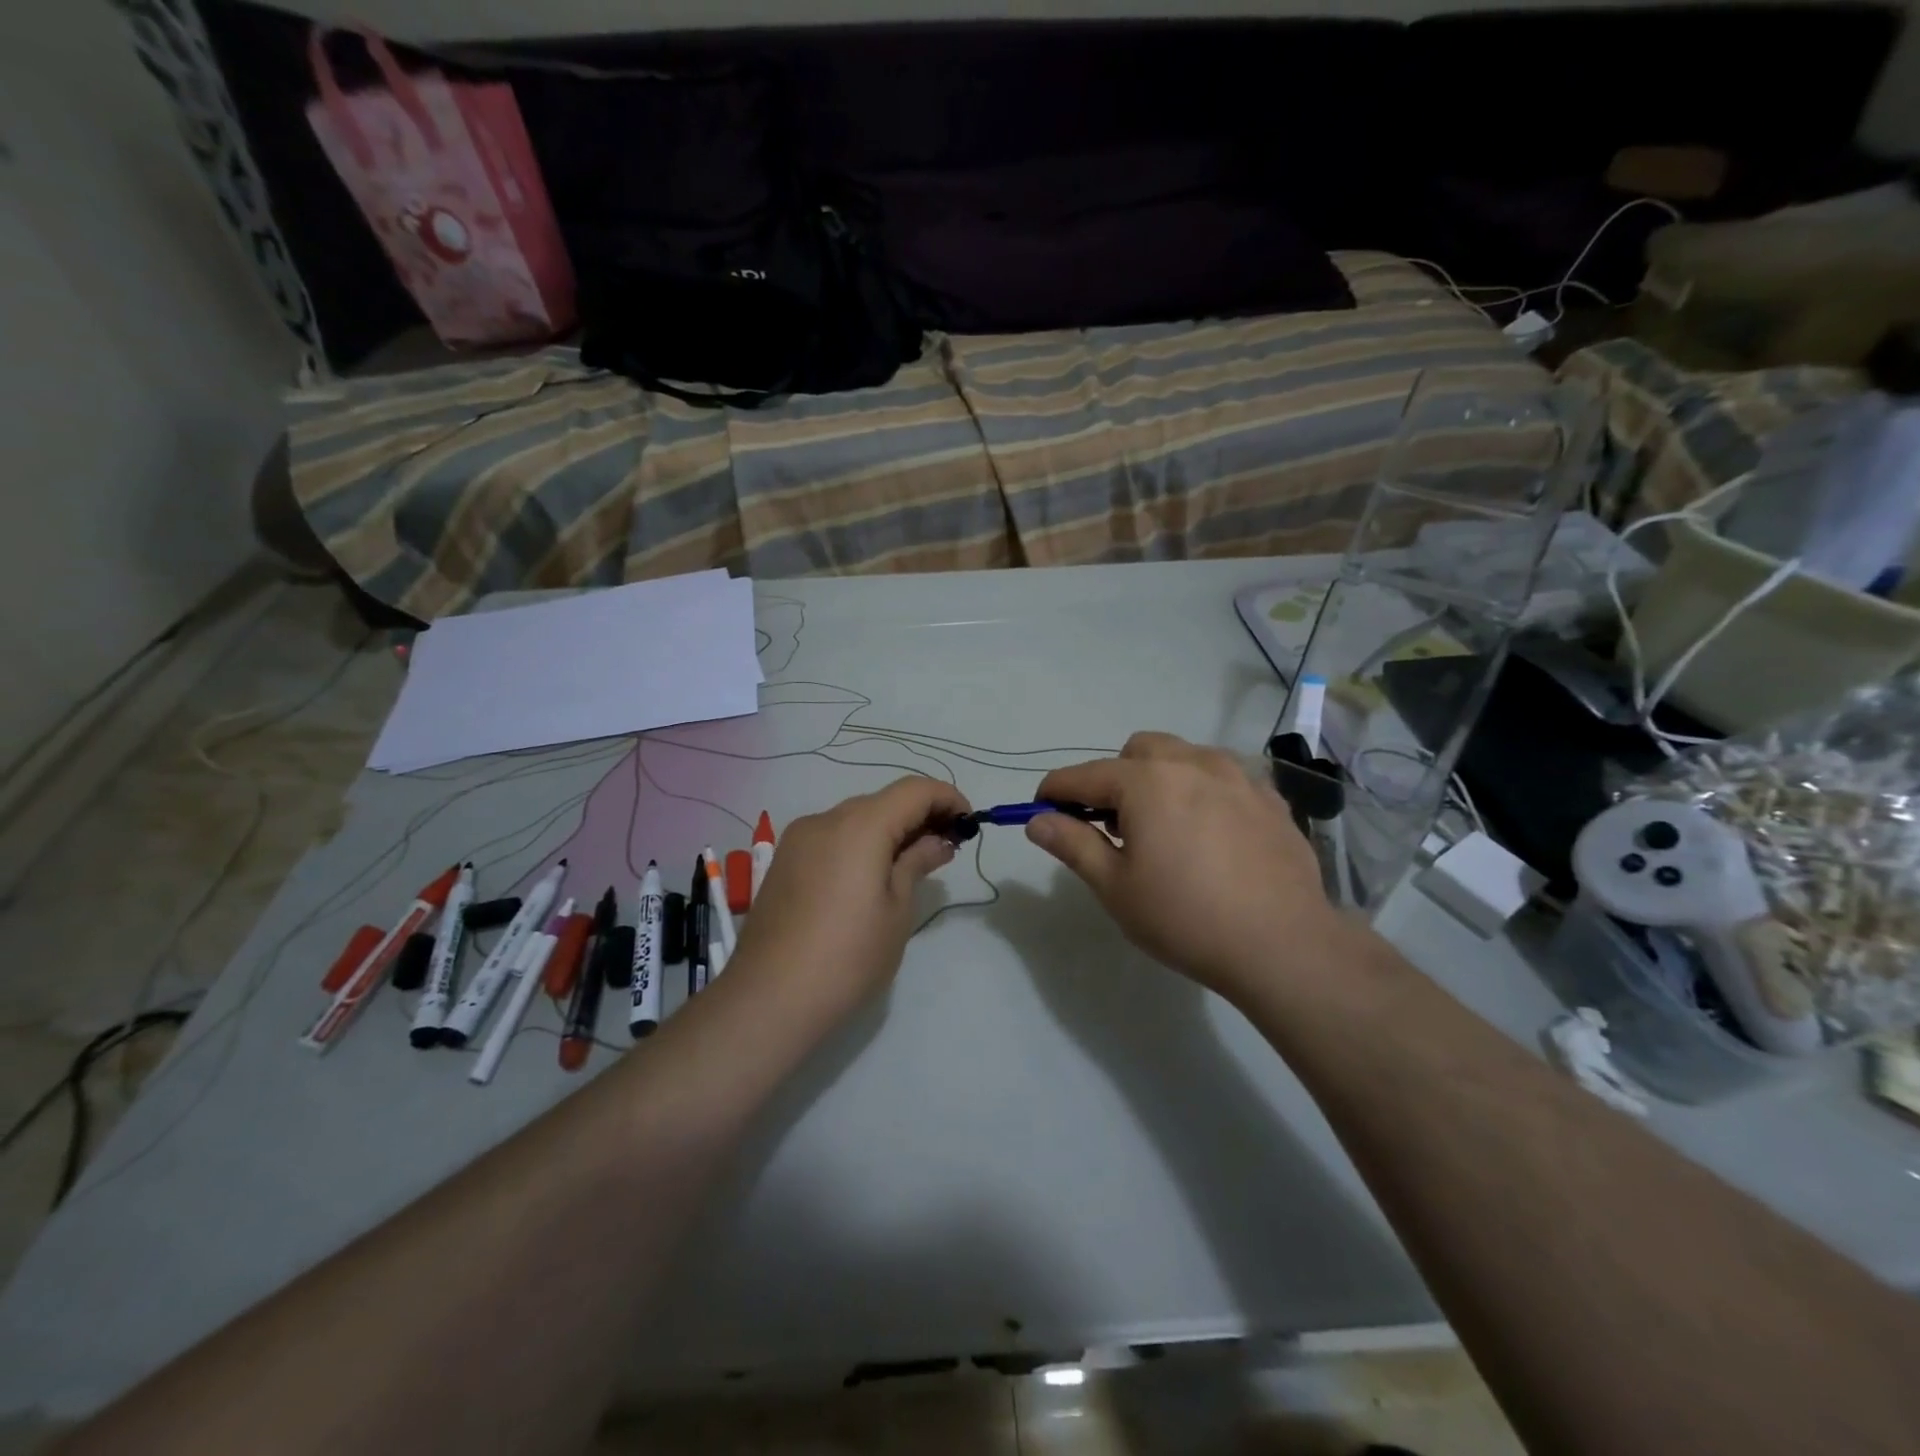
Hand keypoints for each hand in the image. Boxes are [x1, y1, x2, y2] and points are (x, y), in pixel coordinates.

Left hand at [732, 776, 970, 1013]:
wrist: (768, 999)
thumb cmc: (848, 957)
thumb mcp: (896, 910)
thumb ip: (917, 863)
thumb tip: (937, 841)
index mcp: (859, 826)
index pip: (914, 790)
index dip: (947, 798)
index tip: (969, 824)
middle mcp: (825, 820)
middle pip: (883, 801)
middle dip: (920, 815)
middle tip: (947, 848)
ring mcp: (798, 840)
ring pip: (856, 818)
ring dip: (889, 830)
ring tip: (912, 865)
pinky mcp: (784, 862)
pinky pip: (832, 837)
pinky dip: (860, 844)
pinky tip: (872, 876)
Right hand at [1028, 732, 1348, 1004]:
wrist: (1283, 945)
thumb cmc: (1186, 917)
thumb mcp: (1115, 887)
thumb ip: (1072, 844)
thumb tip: (1038, 820)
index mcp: (1146, 781)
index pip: (1083, 775)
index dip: (1055, 791)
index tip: (1041, 811)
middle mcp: (1191, 763)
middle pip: (1136, 751)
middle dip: (1114, 778)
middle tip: (1115, 827)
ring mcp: (1237, 776)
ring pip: (1183, 757)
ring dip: (1160, 778)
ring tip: (1165, 828)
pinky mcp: (1270, 798)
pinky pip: (1223, 778)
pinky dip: (1203, 792)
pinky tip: (1211, 836)